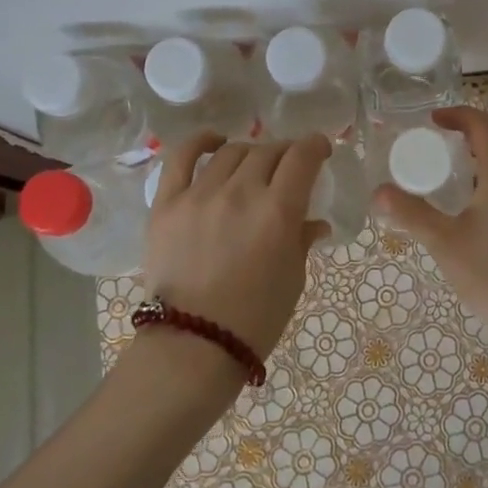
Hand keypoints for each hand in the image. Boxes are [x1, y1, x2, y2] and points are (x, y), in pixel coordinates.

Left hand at [144, 133, 332, 376]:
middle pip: (268, 151)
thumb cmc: (255, 319)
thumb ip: (302, 240)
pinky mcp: (167, 204)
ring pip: (232, 152)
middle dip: (286, 152)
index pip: (302, 157)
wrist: (194, 346)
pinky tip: (214, 141)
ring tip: (254, 165)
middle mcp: (240, 192)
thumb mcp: (293, 278)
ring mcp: (200, 195)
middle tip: (289, 166)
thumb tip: (314, 222)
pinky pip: (181, 158)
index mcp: (278, 211)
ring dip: (251, 152)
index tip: (320, 150)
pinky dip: (200, 142)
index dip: (315, 146)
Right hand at [372, 107, 487, 369]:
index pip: (486, 127)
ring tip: (448, 174)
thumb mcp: (445, 245)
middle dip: (470, 134)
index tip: (432, 121)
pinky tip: (468, 210)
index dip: (460, 116)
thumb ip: (411, 215)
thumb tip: (378, 191)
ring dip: (481, 158)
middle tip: (437, 145)